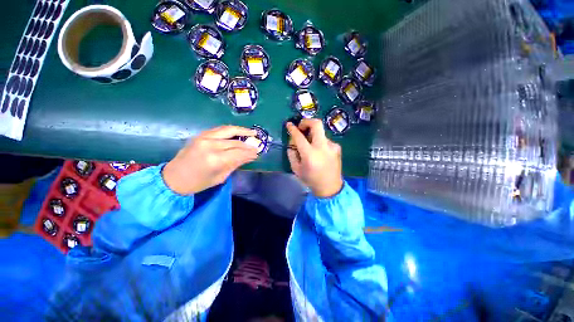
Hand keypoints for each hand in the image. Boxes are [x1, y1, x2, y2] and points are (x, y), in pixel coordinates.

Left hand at [163, 126, 258, 194]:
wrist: (173, 177)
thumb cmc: (198, 182)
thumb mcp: (220, 177)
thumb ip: (236, 164)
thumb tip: (250, 157)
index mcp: (215, 159)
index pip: (239, 152)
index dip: (249, 152)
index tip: (258, 153)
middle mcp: (210, 145)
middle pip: (235, 142)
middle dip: (248, 144)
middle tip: (257, 146)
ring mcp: (204, 137)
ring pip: (228, 130)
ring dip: (242, 130)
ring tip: (252, 132)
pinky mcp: (200, 135)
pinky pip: (219, 129)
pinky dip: (230, 130)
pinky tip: (238, 132)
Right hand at [286, 119, 343, 197]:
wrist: (330, 187)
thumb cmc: (311, 179)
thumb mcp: (296, 169)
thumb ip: (292, 153)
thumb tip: (292, 142)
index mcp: (310, 154)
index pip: (299, 136)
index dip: (293, 129)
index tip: (289, 124)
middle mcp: (322, 147)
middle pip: (316, 124)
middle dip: (307, 121)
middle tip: (301, 127)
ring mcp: (332, 146)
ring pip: (321, 132)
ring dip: (313, 135)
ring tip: (310, 145)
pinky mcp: (337, 148)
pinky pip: (325, 140)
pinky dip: (319, 142)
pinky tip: (319, 152)